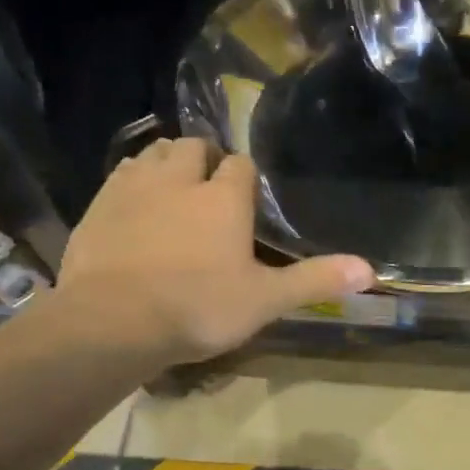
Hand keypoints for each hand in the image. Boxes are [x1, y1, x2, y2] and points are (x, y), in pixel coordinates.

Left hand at [55, 138, 371, 363]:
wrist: (111, 322)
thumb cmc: (198, 308)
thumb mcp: (265, 300)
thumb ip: (315, 281)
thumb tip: (370, 270)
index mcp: (223, 197)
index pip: (241, 166)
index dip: (246, 178)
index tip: (247, 198)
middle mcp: (180, 179)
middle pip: (196, 148)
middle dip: (205, 159)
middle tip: (209, 189)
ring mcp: (135, 187)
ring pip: (156, 153)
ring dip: (169, 162)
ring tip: (175, 189)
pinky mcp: (99, 204)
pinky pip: (122, 174)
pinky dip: (134, 180)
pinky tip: (136, 204)